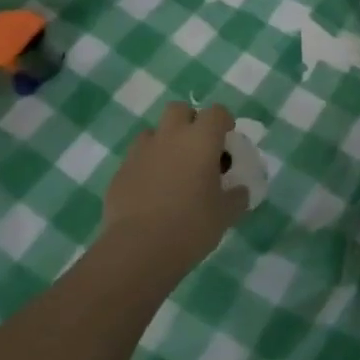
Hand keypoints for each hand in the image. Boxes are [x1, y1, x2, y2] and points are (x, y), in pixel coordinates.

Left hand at [100, 103, 246, 274]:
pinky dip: (147, 166)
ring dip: (165, 142)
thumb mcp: (226, 213)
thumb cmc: (192, 225)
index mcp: (201, 140)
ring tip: (173, 170)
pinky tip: (152, 192)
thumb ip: (236, 196)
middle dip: (190, 122)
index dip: (224, 122)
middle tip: (198, 149)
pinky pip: (137, 158)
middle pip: (179, 110)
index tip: (227, 140)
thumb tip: (239, 191)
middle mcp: (170, 136)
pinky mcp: (120, 172)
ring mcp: (141, 152)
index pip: (216, 112)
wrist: (139, 249)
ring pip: (154, 132)